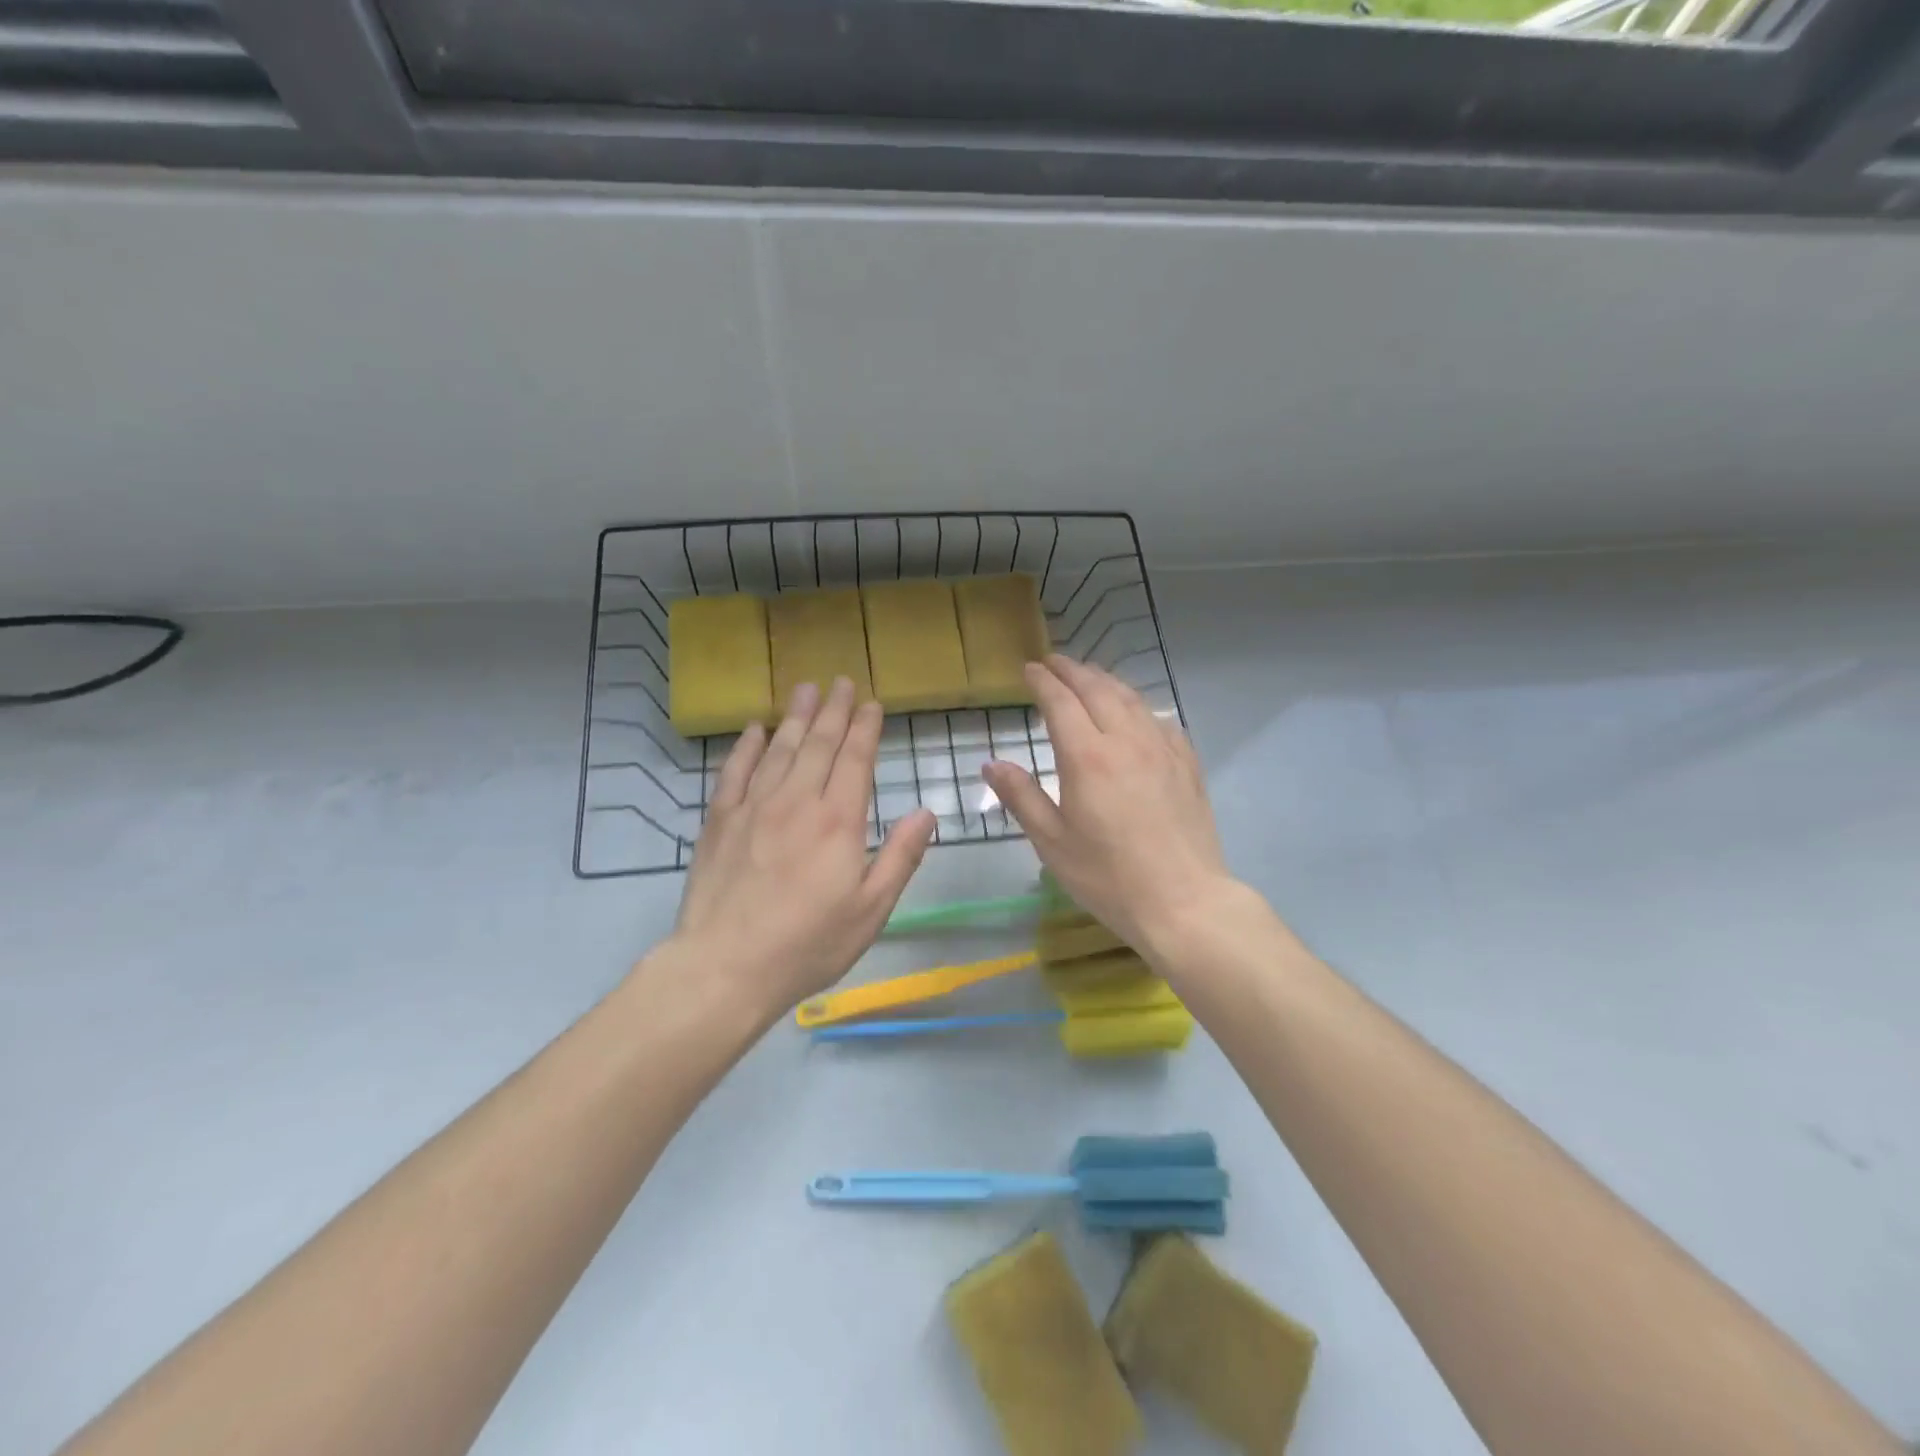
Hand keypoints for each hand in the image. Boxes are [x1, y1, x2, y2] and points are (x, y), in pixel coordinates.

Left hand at [671, 678, 935, 1020]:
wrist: (725, 966)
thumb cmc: (808, 944)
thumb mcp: (871, 910)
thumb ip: (900, 857)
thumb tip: (926, 812)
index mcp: (839, 821)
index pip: (855, 759)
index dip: (866, 728)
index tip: (872, 703)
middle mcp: (797, 801)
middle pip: (818, 744)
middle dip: (833, 711)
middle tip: (841, 682)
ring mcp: (754, 807)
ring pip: (779, 749)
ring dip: (795, 717)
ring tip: (806, 689)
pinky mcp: (719, 820)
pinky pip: (735, 771)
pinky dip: (746, 746)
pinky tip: (755, 728)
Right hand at [982, 656, 1235, 957]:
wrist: (1184, 902)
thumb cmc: (1108, 877)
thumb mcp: (1052, 842)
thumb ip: (1021, 797)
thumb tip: (993, 763)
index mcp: (1087, 757)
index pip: (1061, 702)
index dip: (1043, 681)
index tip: (1029, 669)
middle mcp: (1127, 740)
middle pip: (1097, 689)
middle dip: (1072, 670)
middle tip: (1054, 662)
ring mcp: (1163, 749)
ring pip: (1131, 698)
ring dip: (1105, 681)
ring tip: (1089, 677)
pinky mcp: (1187, 764)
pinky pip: (1160, 719)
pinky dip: (1139, 705)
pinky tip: (1136, 713)